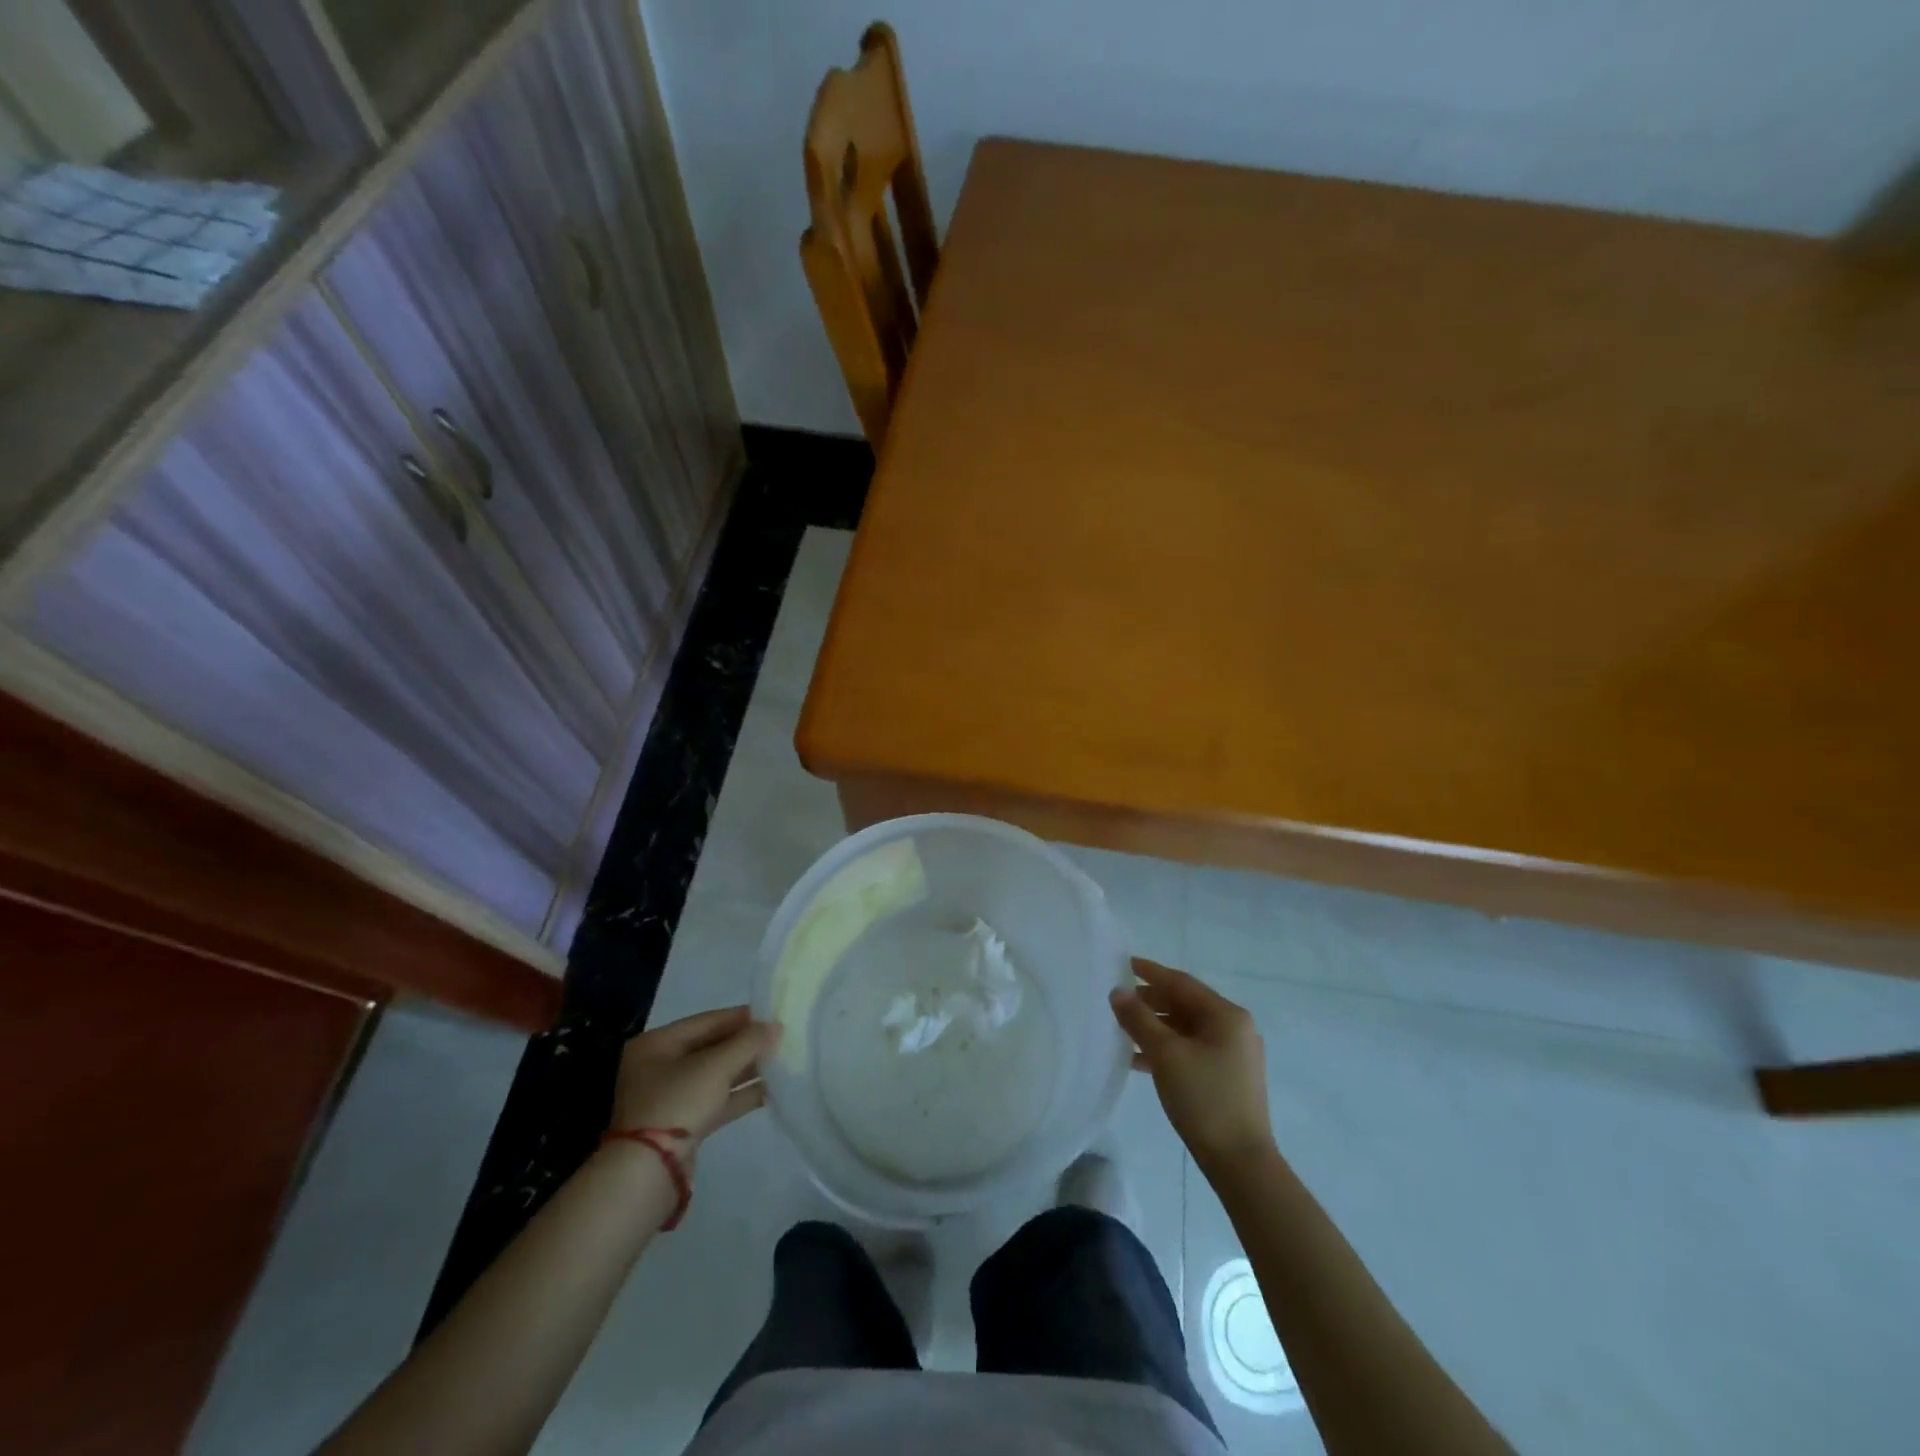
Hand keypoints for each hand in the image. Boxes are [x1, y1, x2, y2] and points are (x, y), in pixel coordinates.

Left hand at [610, 1006, 778, 1156]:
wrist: (650, 1172)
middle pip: (711, 1048)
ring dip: (746, 1069)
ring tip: (781, 1062)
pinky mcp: (682, 1125)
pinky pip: (715, 1100)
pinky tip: (770, 1090)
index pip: (706, 1021)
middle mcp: (659, 1067)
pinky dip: (739, 1095)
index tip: (772, 1016)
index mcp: (657, 1044)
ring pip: (715, 1075)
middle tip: (779, 1039)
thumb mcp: (716, 1066)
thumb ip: (748, 1042)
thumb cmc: (678, 1102)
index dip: (741, 1017)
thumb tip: (775, 1027)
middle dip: (745, 1045)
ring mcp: (670, 1098)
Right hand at [1111, 958, 1275, 1173]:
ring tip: (1124, 1030)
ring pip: (1187, 1028)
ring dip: (1156, 1026)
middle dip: (1151, 1001)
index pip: (1182, 983)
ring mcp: (1234, 1054)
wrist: (1240, 1162)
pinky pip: (1192, 1049)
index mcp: (1226, 1015)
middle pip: (1185, 1004)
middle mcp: (1235, 1028)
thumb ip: (1139, 1019)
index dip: (1151, 972)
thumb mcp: (1165, 1054)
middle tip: (1119, 1001)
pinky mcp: (1229, 1077)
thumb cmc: (1203, 1099)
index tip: (1124, 964)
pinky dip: (1167, 1048)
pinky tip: (1140, 1059)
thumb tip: (1118, 992)